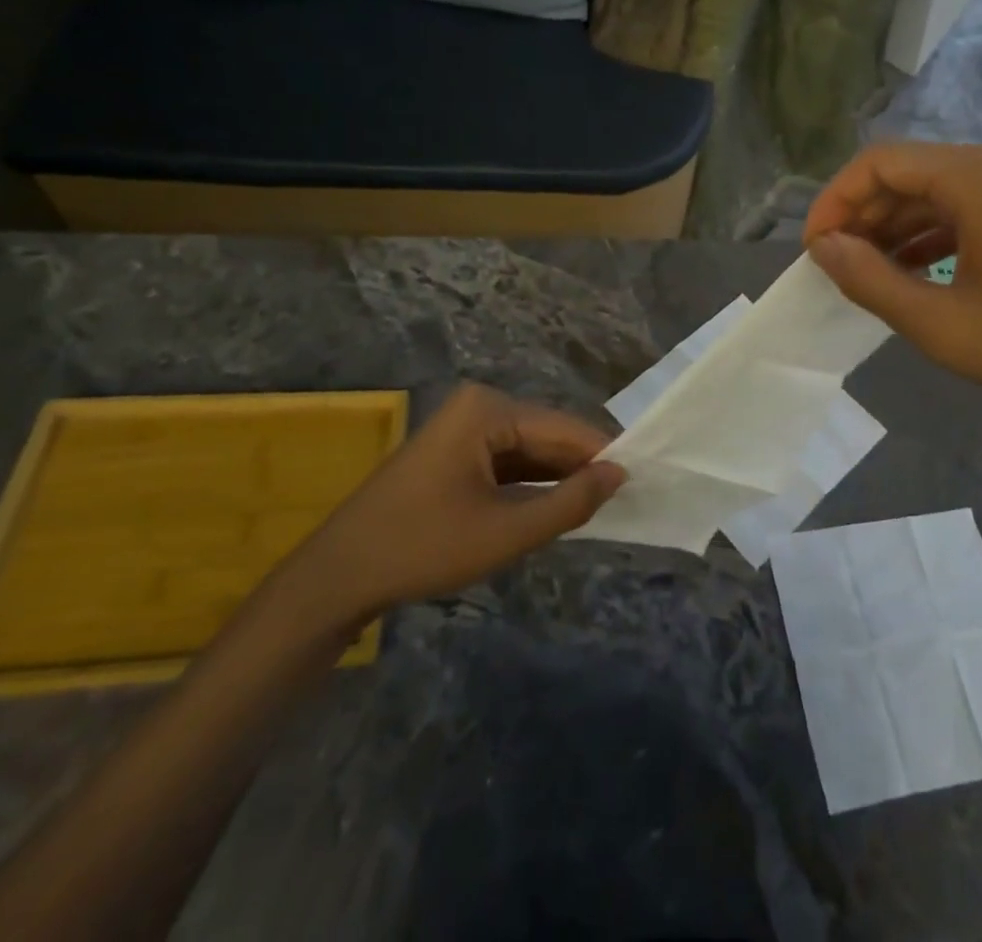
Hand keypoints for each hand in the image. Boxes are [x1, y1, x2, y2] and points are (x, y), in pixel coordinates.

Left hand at [303, 384, 625, 620]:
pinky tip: (556, 505)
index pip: (564, 428)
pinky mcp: (456, 450)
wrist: (338, 577)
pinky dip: (532, 483)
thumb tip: (620, 473)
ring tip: (599, 505)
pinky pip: (508, 460)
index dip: (604, 455)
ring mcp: (464, 426)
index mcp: (488, 409)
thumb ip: (569, 502)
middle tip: (624, 499)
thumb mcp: (506, 532)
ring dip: (558, 477)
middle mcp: (479, 405)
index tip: (643, 479)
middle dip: (581, 467)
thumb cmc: (423, 548)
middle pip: (547, 435)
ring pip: (529, 449)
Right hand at [803, 142, 981, 430]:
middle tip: (837, 267)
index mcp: (980, 177)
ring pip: (943, 191)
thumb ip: (873, 281)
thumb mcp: (946, 325)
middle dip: (865, 216)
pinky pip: (977, 207)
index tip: (816, 250)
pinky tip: (919, 271)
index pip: (881, 162)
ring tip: (869, 273)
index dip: (835, 201)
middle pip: (912, 172)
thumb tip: (824, 248)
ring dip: (899, 227)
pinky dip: (938, 234)